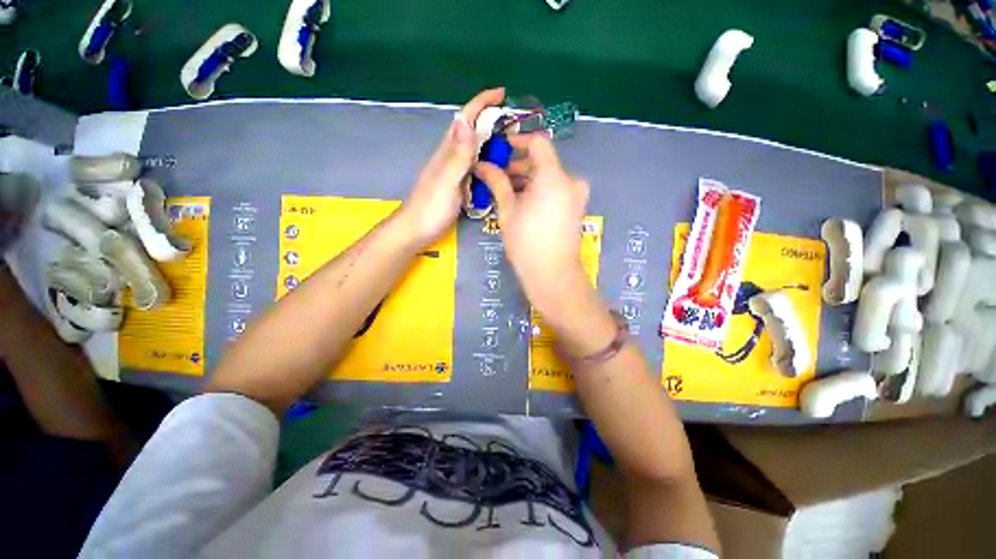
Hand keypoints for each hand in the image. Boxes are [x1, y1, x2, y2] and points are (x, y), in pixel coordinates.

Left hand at [399, 87, 504, 247]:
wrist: (416, 230)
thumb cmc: (431, 208)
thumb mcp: (446, 181)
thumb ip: (457, 155)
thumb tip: (465, 120)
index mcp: (449, 151)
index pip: (465, 118)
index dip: (482, 103)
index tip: (503, 94)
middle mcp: (452, 156)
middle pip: (472, 130)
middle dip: (492, 120)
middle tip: (516, 125)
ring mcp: (454, 171)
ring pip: (475, 149)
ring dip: (492, 141)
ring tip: (513, 145)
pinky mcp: (457, 185)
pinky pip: (476, 167)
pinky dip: (488, 162)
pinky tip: (499, 169)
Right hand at [473, 134, 593, 316]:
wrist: (552, 274)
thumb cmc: (526, 241)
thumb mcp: (507, 209)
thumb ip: (496, 182)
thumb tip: (481, 164)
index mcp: (554, 176)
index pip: (538, 143)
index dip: (517, 141)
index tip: (499, 148)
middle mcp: (571, 180)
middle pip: (543, 162)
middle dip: (519, 165)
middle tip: (496, 175)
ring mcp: (576, 195)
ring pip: (549, 177)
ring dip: (528, 179)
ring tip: (506, 190)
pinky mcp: (576, 208)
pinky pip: (556, 190)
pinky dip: (540, 190)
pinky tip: (522, 201)